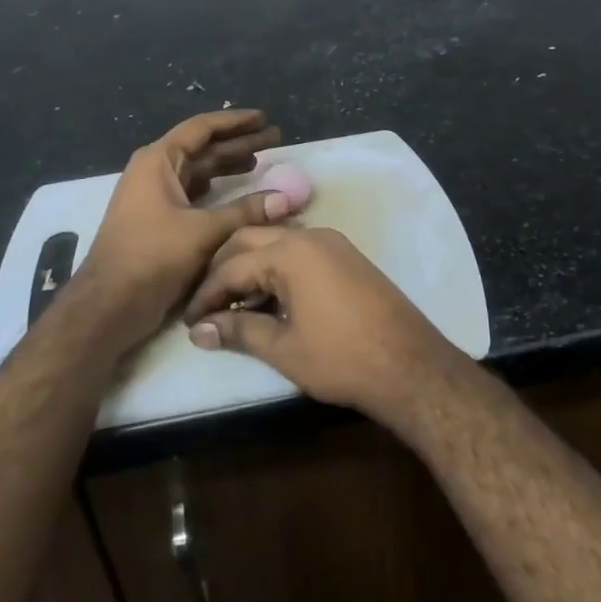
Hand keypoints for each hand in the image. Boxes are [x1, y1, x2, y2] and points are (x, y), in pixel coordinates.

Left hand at [73, 109, 294, 355]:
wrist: (108, 304)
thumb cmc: (151, 257)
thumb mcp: (203, 232)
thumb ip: (245, 212)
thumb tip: (285, 199)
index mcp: (158, 161)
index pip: (202, 128)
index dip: (235, 122)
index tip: (263, 117)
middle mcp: (155, 171)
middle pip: (203, 148)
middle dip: (238, 143)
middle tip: (274, 138)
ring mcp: (155, 197)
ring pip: (199, 173)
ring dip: (229, 167)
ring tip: (262, 162)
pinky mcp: (159, 221)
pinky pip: (194, 195)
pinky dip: (218, 192)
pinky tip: (239, 195)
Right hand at [182, 227, 460, 420]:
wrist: (411, 365)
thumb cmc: (341, 358)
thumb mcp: (283, 348)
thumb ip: (238, 332)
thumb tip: (199, 331)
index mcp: (290, 252)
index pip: (232, 266)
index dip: (207, 294)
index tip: (190, 320)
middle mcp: (309, 236)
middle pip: (250, 240)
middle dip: (223, 270)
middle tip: (207, 304)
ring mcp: (332, 243)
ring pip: (275, 242)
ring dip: (250, 266)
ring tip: (234, 304)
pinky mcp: (346, 256)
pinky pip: (299, 251)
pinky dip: (276, 267)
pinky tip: (270, 298)